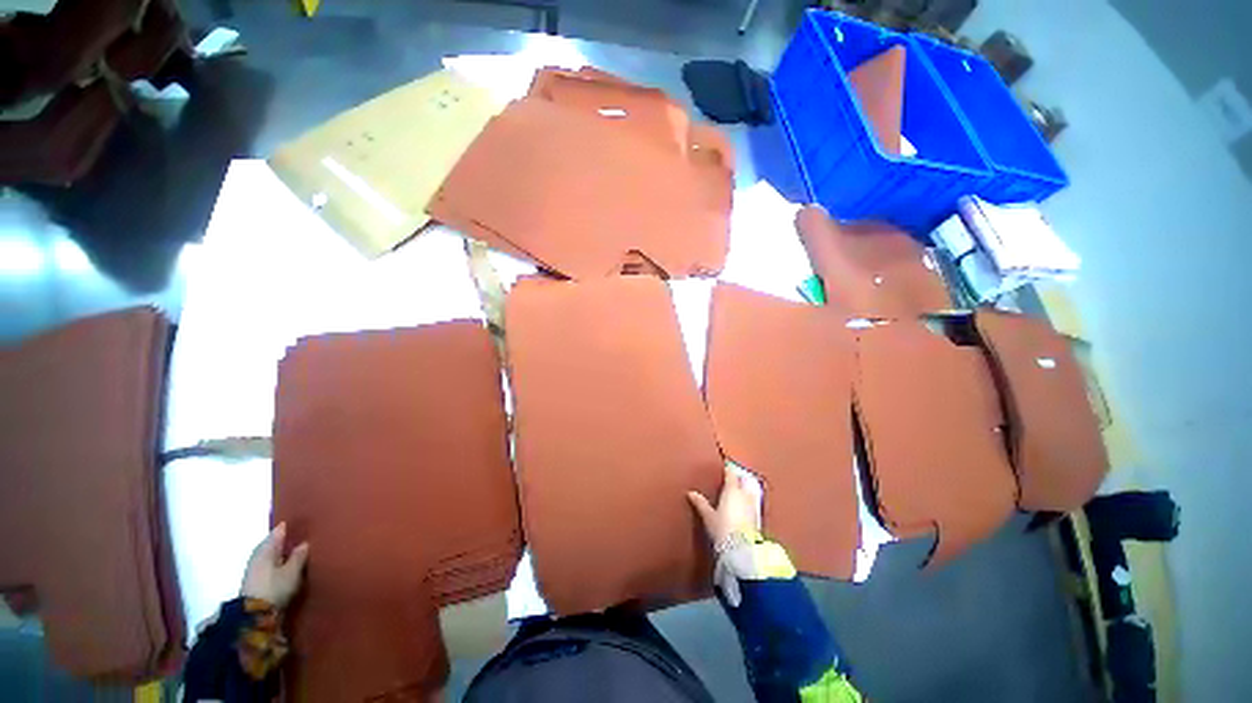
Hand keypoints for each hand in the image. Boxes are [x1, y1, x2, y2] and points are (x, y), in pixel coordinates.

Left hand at [241, 523, 308, 607]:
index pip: (278, 532)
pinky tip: (285, 565)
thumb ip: (299, 556)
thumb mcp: (292, 571)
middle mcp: (258, 555)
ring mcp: (254, 568)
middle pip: (272, 543)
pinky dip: (276, 562)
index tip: (300, 522)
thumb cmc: (275, 588)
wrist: (254, 614)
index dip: (288, 527)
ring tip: (295, 551)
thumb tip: (304, 543)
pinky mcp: (254, 580)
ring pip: (269, 554)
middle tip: (300, 536)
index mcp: (266, 549)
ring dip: (280, 552)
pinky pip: (268, 564)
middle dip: (284, 540)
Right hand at [687, 465, 760, 547]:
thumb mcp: (708, 516)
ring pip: (750, 491)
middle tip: (733, 477)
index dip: (728, 469)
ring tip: (739, 490)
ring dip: (746, 489)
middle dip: (739, 478)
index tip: (725, 466)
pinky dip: (749, 500)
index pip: (731, 474)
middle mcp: (744, 495)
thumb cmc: (722, 529)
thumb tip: (690, 493)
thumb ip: (700, 503)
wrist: (741, 549)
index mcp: (732, 490)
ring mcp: (753, 506)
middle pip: (743, 481)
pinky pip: (753, 503)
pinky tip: (744, 505)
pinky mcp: (757, 518)